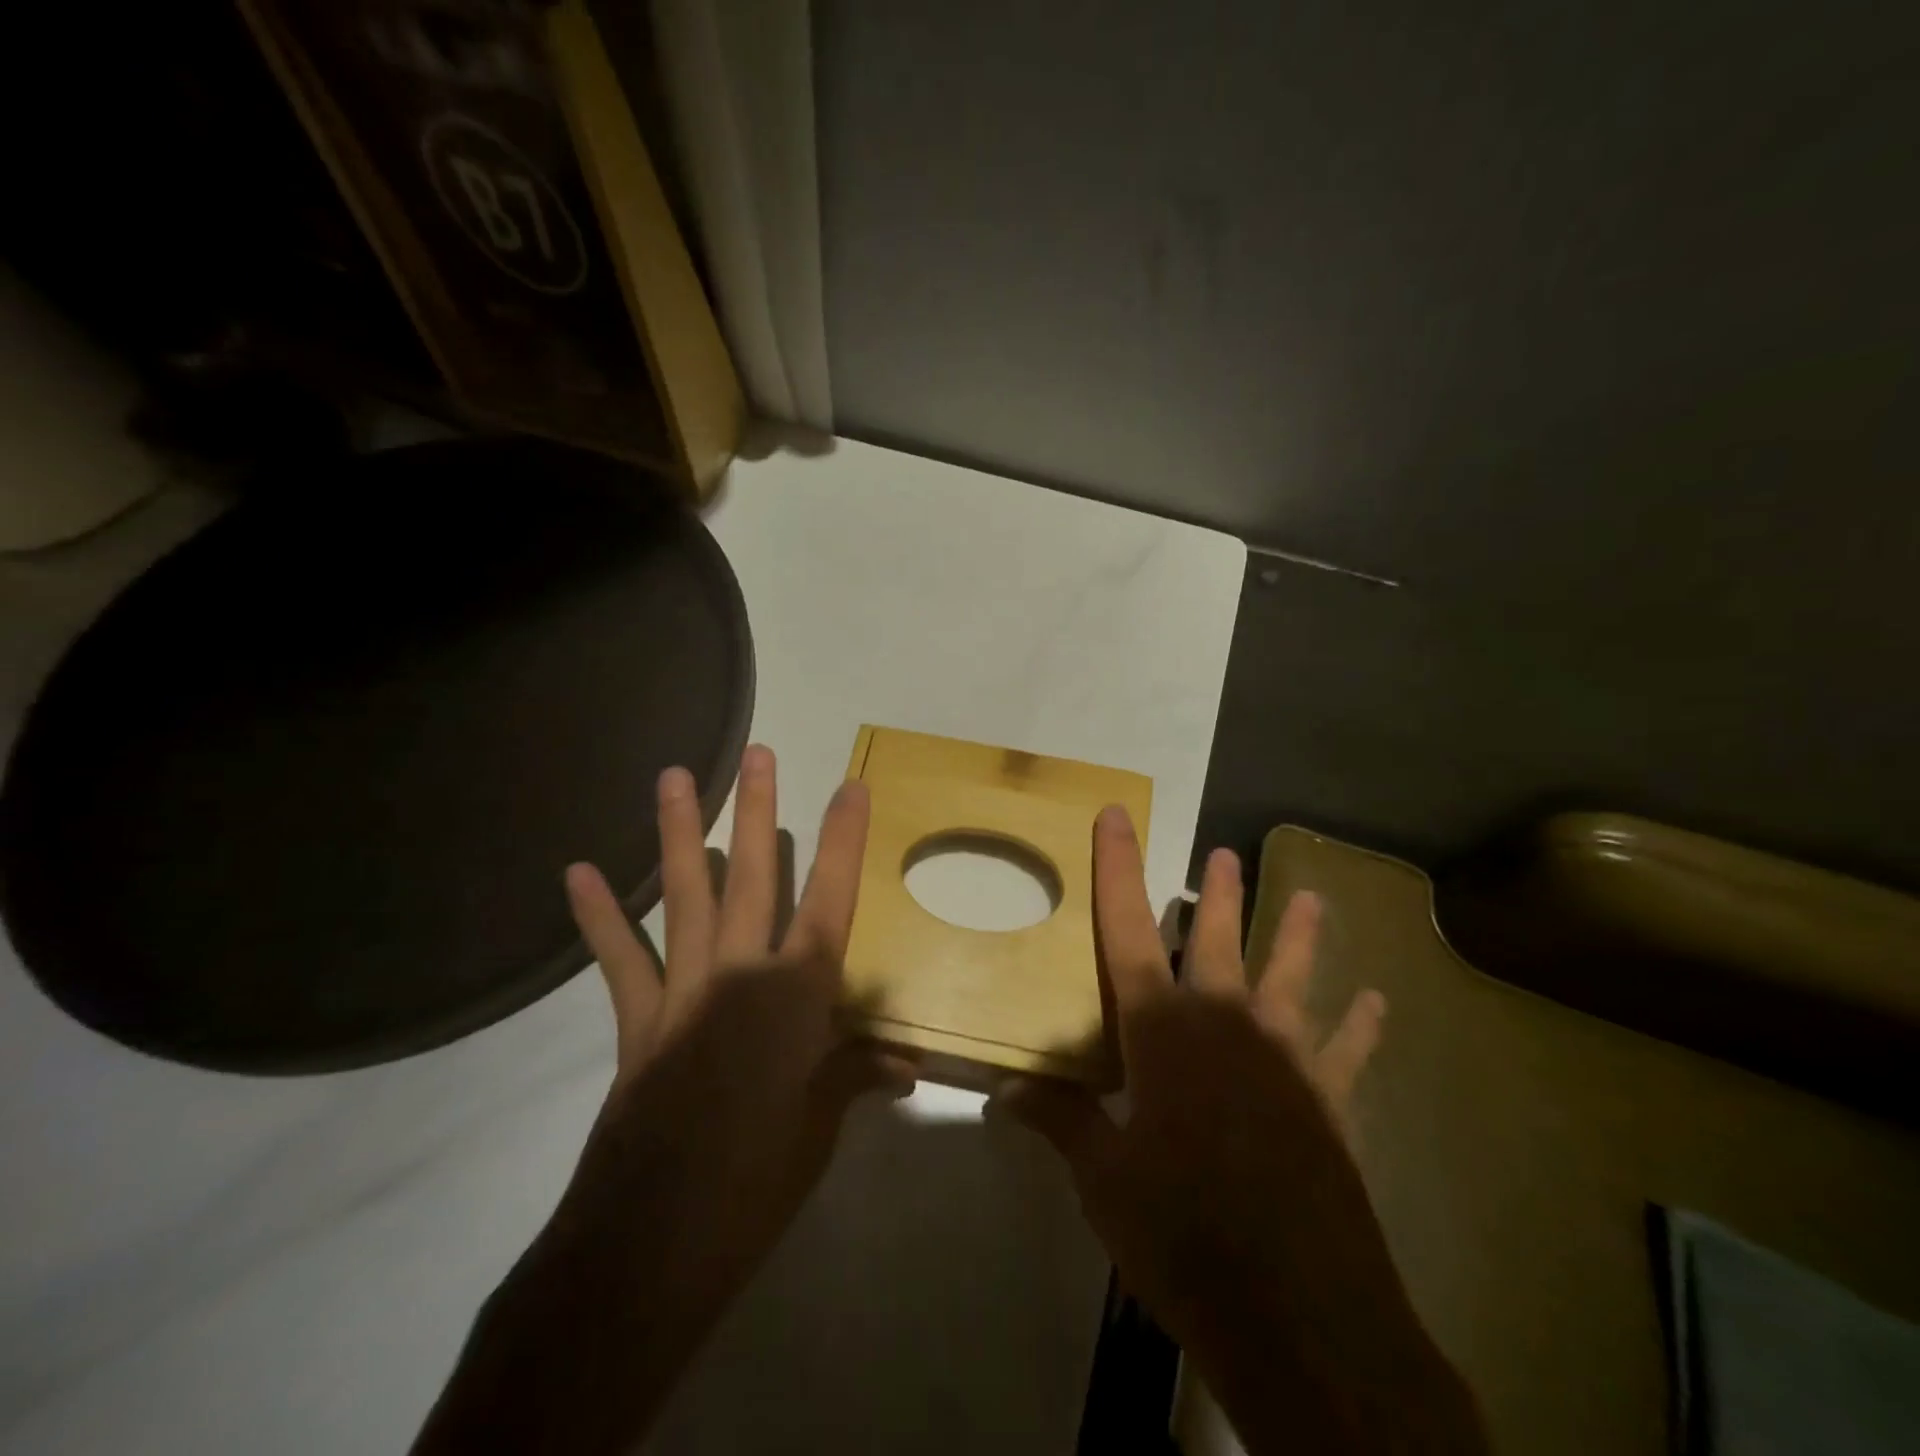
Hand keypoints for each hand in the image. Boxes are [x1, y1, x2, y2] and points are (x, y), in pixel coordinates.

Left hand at [414, 746, 912, 1455]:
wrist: (655, 1237)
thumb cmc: (761, 1172)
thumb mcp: (823, 1122)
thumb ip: (858, 1074)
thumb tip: (909, 1064)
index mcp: (798, 992)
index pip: (832, 898)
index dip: (844, 840)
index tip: (851, 786)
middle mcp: (743, 972)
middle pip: (756, 877)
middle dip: (759, 812)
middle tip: (757, 754)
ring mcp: (685, 990)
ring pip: (687, 898)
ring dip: (680, 836)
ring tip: (673, 778)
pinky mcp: (639, 1021)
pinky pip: (622, 961)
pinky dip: (601, 917)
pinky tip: (578, 872)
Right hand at [994, 808, 1484, 1455]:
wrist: (1299, 1319)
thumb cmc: (1182, 1235)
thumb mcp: (1105, 1180)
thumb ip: (1062, 1120)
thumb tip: (1004, 1090)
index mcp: (1163, 1031)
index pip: (1127, 929)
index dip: (1117, 868)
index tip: (1116, 815)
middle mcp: (1226, 1024)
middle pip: (1216, 940)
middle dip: (1217, 895)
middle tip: (1223, 854)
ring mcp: (1287, 1059)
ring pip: (1290, 977)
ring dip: (1297, 936)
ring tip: (1313, 898)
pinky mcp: (1331, 1102)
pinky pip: (1347, 1051)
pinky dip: (1360, 1026)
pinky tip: (1376, 1001)